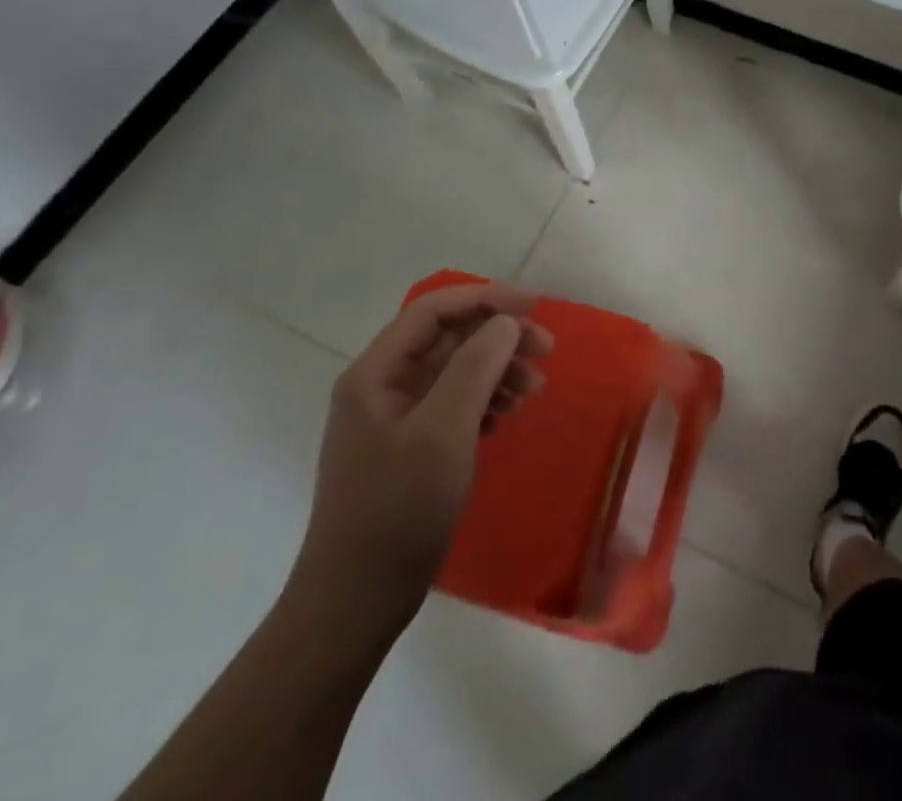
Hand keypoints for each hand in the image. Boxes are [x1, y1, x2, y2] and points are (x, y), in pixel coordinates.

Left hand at [287, 282, 552, 632]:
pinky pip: (453, 403)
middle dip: (498, 337)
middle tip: (545, 352)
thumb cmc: (398, 509)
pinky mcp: (408, 448)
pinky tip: (505, 416)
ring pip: (454, 370)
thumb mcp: (443, 431)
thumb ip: (475, 366)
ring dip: (497, 370)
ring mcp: (393, 419)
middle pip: (448, 338)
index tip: (534, 307)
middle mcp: (381, 386)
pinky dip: (485, 400)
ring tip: (532, 391)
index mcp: (375, 372)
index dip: (486, 299)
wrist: (356, 603)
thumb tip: (505, 323)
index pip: (434, 310)